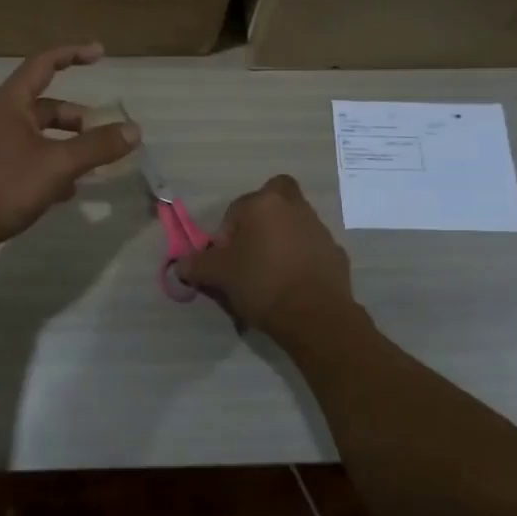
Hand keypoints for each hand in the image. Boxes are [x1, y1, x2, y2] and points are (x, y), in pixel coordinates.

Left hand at [0, 43, 139, 265]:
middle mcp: (4, 119)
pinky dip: (55, 169)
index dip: (72, 54)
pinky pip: (34, 162)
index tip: (100, 54)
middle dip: (78, 118)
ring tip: (94, 165)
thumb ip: (97, 146)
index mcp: (13, 102)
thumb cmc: (3, 184)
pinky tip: (70, 191)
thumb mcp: (57, 163)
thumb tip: (134, 130)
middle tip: (105, 135)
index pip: (44, 64)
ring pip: (43, 137)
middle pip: (48, 106)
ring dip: (69, 146)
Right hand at [183, 175, 353, 338]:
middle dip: (261, 217)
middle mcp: (294, 207)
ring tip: (269, 275)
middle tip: (251, 248)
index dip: (225, 236)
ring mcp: (319, 229)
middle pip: (274, 199)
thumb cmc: (262, 284)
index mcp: (264, 204)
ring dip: (281, 239)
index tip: (225, 261)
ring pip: (294, 223)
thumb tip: (180, 265)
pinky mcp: (336, 252)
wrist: (316, 316)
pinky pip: (310, 249)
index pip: (235, 210)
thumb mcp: (219, 275)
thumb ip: (197, 265)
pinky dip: (300, 260)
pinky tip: (292, 286)